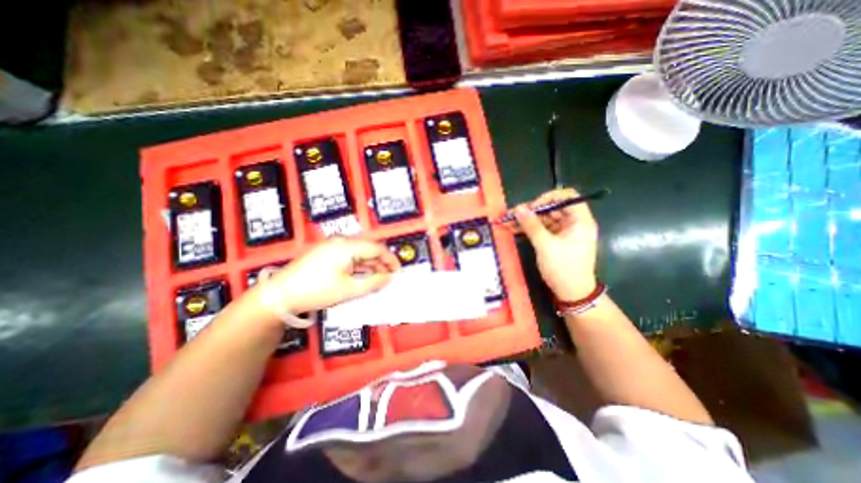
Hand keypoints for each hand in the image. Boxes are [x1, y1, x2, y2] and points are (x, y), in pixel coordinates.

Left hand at [248, 235, 397, 316]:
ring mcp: (332, 245)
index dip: (390, 259)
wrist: (280, 294)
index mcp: (347, 245)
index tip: (398, 272)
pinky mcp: (326, 252)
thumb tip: (389, 277)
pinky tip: (362, 276)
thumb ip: (373, 282)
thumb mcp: (349, 289)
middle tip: (388, 278)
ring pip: (359, 252)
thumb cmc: (316, 290)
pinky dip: (358, 266)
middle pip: (368, 248)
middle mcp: (341, 241)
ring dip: (370, 265)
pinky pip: (349, 256)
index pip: (377, 248)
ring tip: (377, 279)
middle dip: (381, 263)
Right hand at [509, 188, 600, 301]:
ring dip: (528, 220)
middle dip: (533, 210)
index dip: (549, 198)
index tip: (532, 207)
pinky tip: (514, 229)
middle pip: (553, 207)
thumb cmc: (563, 268)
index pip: (568, 197)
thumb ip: (532, 225)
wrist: (571, 293)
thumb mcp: (546, 246)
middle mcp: (574, 223)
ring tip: (509, 222)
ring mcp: (565, 232)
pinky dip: (530, 228)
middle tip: (514, 215)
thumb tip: (519, 208)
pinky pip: (542, 228)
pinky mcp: (556, 240)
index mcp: (580, 221)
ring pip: (545, 218)